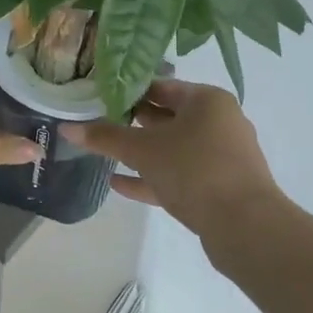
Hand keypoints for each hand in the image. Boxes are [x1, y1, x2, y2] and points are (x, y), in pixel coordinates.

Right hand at [66, 79, 280, 236]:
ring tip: (106, 154)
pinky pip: (180, 175)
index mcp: (207, 100)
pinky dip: (153, 177)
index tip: (99, 98)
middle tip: (99, 124)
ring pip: (174, 148)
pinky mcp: (220, 186)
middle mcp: (219, 121)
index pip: (161, 86)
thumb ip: (105, 138)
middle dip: (134, 122)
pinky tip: (119, 184)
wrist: (245, 226)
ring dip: (142, 153)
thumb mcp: (143, 150)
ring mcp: (222, 156)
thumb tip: (66, 128)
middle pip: (168, 117)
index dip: (129, 92)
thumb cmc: (194, 170)